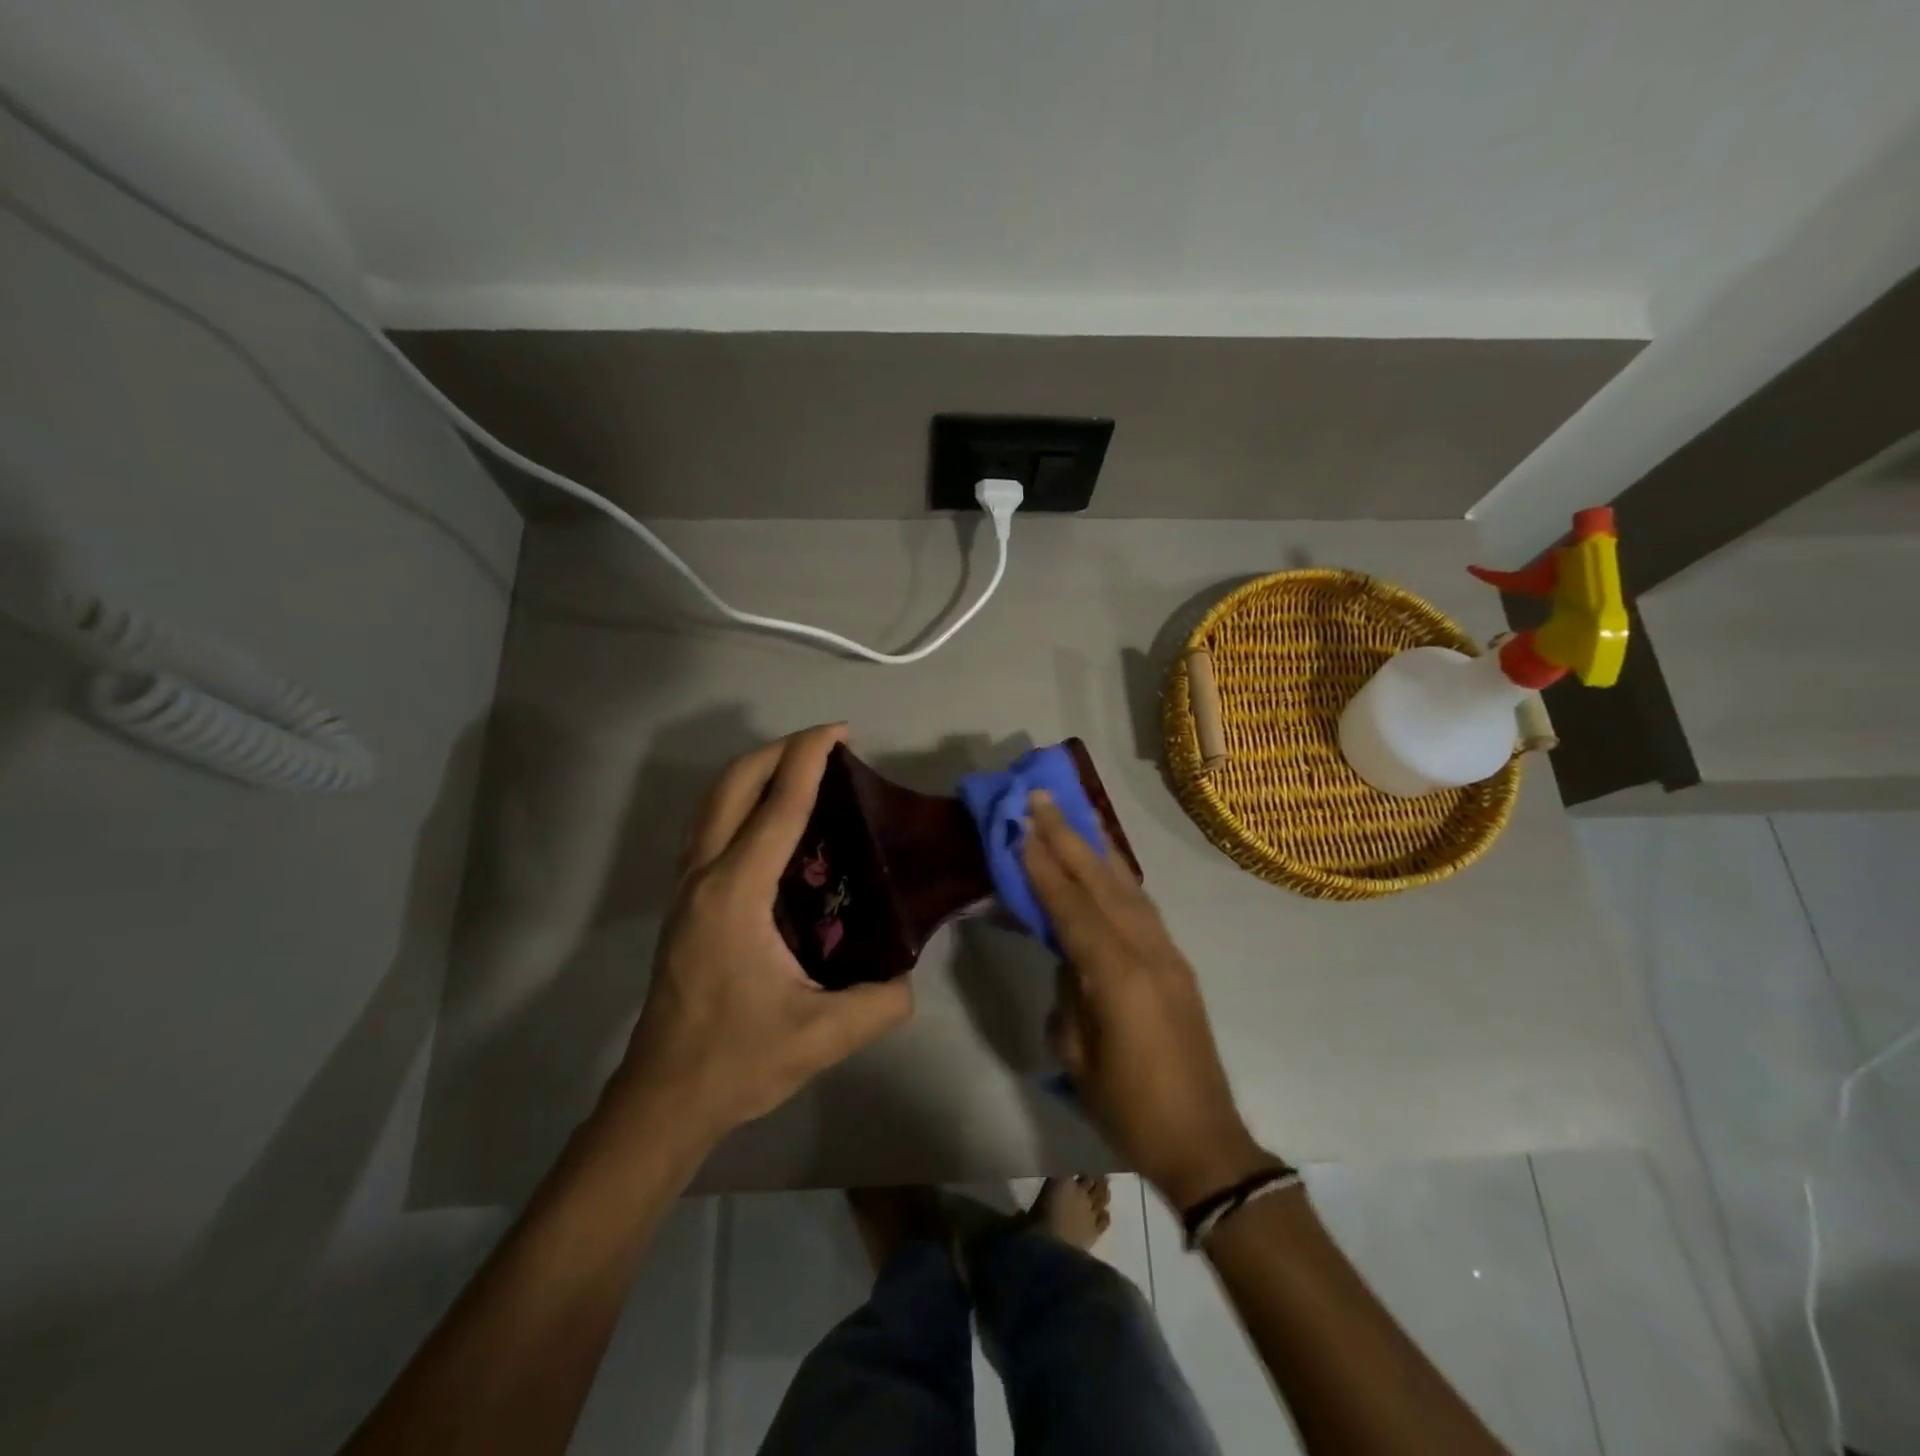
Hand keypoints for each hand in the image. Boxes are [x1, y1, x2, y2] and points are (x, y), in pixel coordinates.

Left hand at [610, 725, 912, 1142]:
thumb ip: (881, 1001)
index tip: (838, 731)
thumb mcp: (823, 1036)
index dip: (808, 760)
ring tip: (801, 769)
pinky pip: (710, 828)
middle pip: (731, 787)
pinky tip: (772, 821)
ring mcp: (686, 888)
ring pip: (712, 803)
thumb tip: (908, 973)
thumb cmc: (738, 1060)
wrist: (665, 1098)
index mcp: (736, 895)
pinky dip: (740, 802)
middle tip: (825, 744)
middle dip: (777, 751)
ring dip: (754, 772)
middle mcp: (703, 877)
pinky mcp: (684, 903)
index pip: (777, 809)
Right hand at [1024, 793, 1277, 1209]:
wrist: (1205, 1142)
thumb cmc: (1130, 1110)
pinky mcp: (1178, 964)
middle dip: (1068, 838)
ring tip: (1072, 816)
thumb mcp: (1078, 1058)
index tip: (1021, 827)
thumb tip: (1069, 959)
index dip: (1044, 867)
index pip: (1072, 908)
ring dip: (1095, 849)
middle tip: (1041, 798)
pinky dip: (1120, 877)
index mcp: (1118, 977)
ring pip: (1127, 887)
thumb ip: (1069, 996)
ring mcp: (1168, 955)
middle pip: (1102, 883)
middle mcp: (1148, 952)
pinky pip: (1143, 907)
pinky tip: (1107, 864)